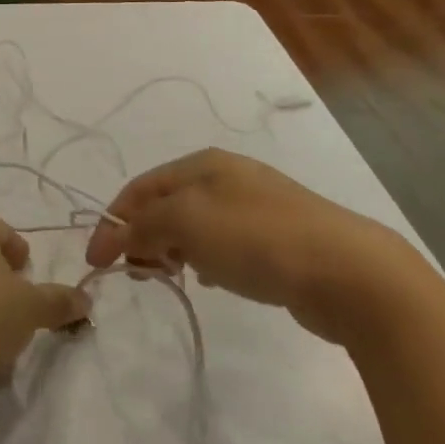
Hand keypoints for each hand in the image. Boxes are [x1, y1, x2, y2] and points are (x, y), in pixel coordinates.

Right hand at [84, 148, 427, 345]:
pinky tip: (209, 280)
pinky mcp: (277, 239)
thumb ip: (143, 226)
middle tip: (134, 273)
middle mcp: (226, 177)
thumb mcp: (187, 223)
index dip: (113, 221)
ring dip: (170, 248)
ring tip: (167, 277)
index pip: (141, 187)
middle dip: (141, 235)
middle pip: (166, 203)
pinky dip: (203, 258)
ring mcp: (255, 206)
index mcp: (202, 163)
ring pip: (193, 224)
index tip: (95, 261)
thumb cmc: (257, 238)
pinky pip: (222, 243)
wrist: (349, 272)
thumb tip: (116, 237)